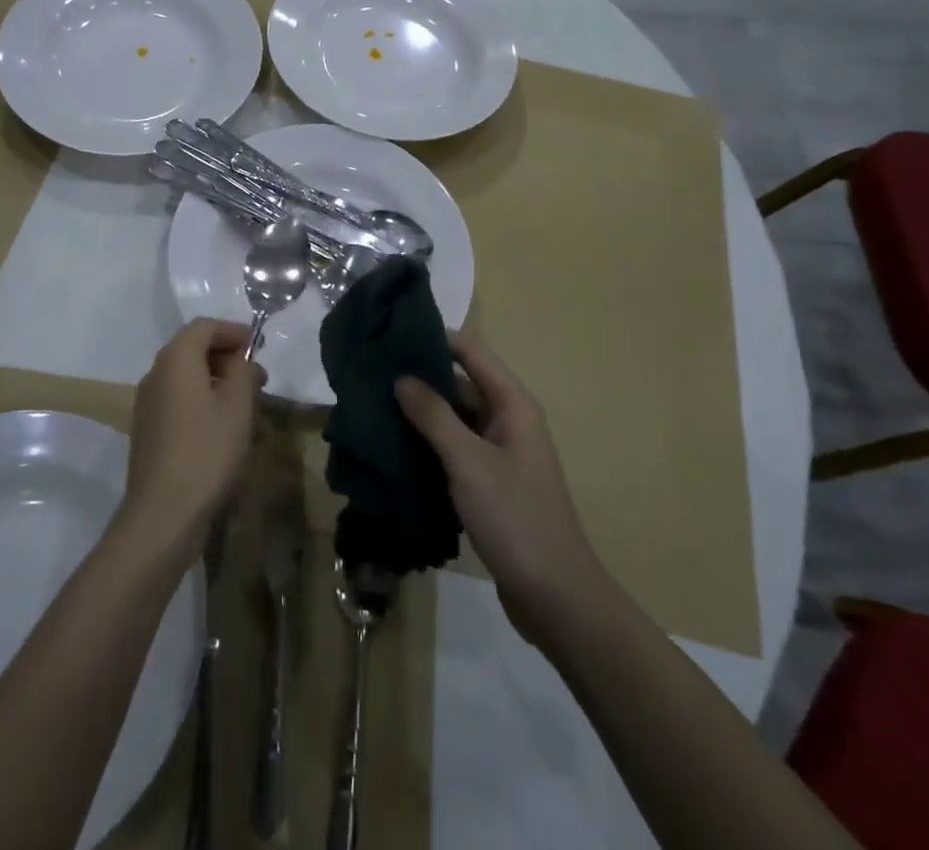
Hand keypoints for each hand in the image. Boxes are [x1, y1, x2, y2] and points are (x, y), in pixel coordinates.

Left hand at [122, 318, 264, 560]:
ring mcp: (149, 406)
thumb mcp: (238, 404)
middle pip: (194, 352)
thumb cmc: (206, 450)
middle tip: (258, 379)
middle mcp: (156, 375)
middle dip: (229, 360)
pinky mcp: (151, 433)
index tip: (258, 346)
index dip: (233, 331)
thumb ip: (243, 371)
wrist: (163, 514)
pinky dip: (207, 407)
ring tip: (251, 409)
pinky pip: (182, 406)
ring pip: (190, 382)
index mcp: (175, 360)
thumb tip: (239, 361)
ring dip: (220, 386)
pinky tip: (230, 433)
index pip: (204, 327)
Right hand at [395, 335, 601, 645]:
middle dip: (422, 377)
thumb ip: (434, 416)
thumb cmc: (514, 517)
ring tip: (375, 404)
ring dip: (422, 413)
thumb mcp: (468, 462)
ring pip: (456, 419)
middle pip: (462, 383)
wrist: (554, 596)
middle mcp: (509, 420)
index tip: (394, 331)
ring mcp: (501, 453)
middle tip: (374, 371)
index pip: (472, 352)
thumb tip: (402, 377)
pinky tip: (395, 446)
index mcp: (513, 404)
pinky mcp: (491, 482)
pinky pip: (456, 449)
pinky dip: (430, 443)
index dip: (437, 338)